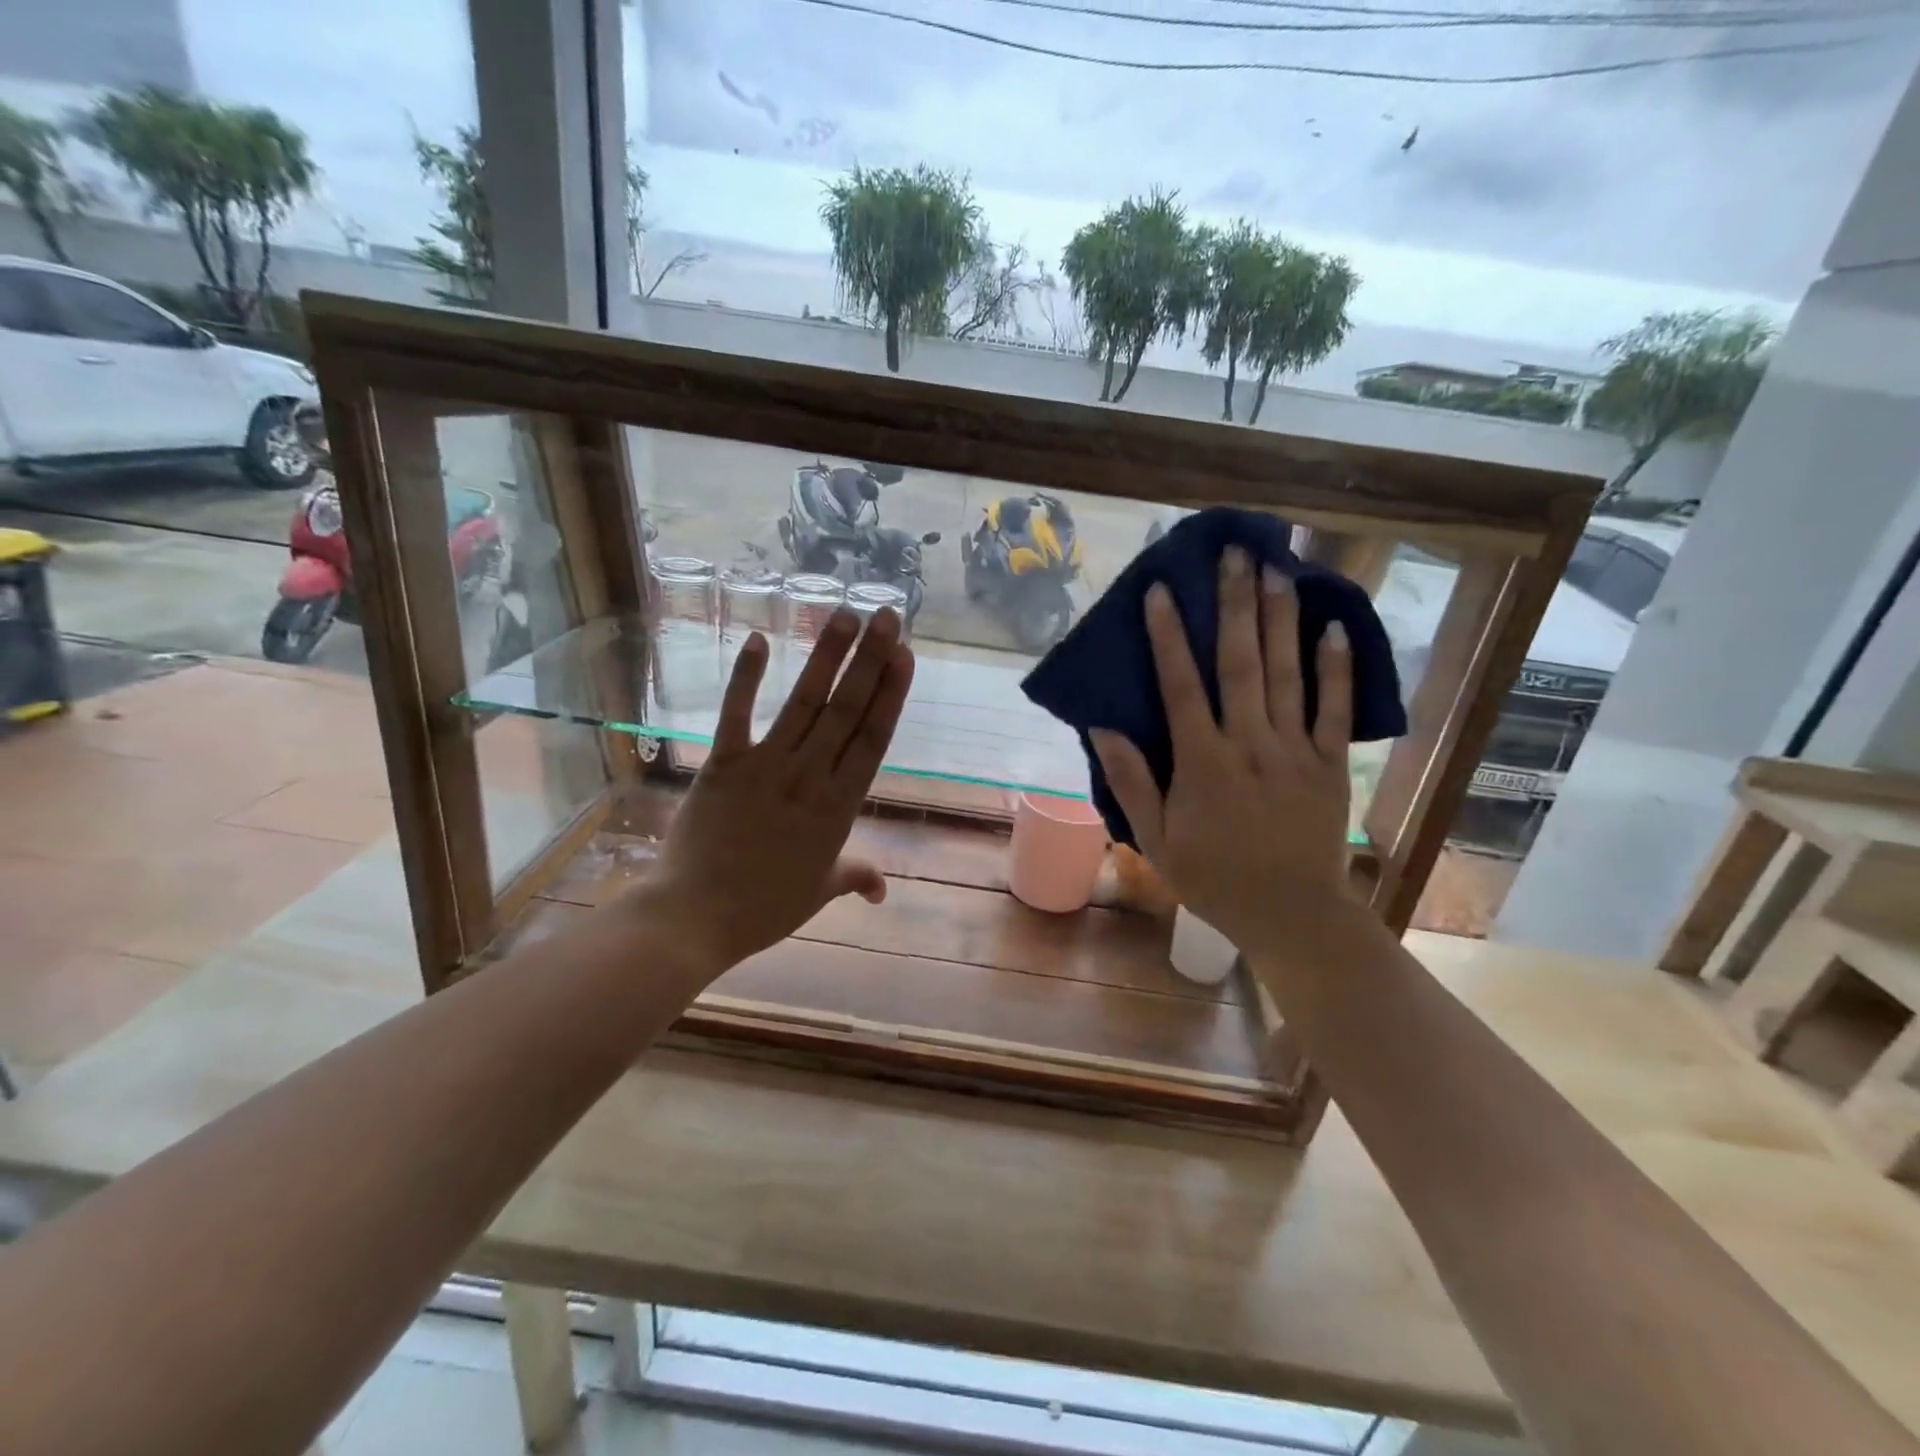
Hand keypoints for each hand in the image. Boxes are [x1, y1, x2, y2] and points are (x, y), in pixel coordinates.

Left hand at [632, 608, 913, 976]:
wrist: (695, 919)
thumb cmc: (764, 909)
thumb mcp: (819, 892)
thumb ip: (855, 876)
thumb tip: (882, 889)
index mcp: (839, 807)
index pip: (873, 739)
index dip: (890, 694)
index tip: (904, 655)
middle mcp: (809, 776)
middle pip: (846, 709)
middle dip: (870, 659)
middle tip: (886, 616)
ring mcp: (765, 766)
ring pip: (804, 703)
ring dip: (826, 656)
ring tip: (845, 614)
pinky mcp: (723, 764)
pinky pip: (736, 714)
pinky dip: (746, 678)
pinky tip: (760, 639)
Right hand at [1089, 548, 1353, 956]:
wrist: (1292, 913)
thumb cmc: (1213, 877)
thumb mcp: (1156, 839)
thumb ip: (1132, 781)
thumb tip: (1102, 728)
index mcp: (1203, 762)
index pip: (1182, 686)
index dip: (1169, 636)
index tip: (1162, 590)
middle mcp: (1250, 744)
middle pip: (1241, 663)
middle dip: (1236, 605)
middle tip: (1235, 553)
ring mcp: (1295, 750)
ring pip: (1286, 674)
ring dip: (1281, 619)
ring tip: (1278, 569)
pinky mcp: (1330, 763)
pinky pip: (1335, 709)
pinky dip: (1335, 668)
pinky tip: (1332, 627)